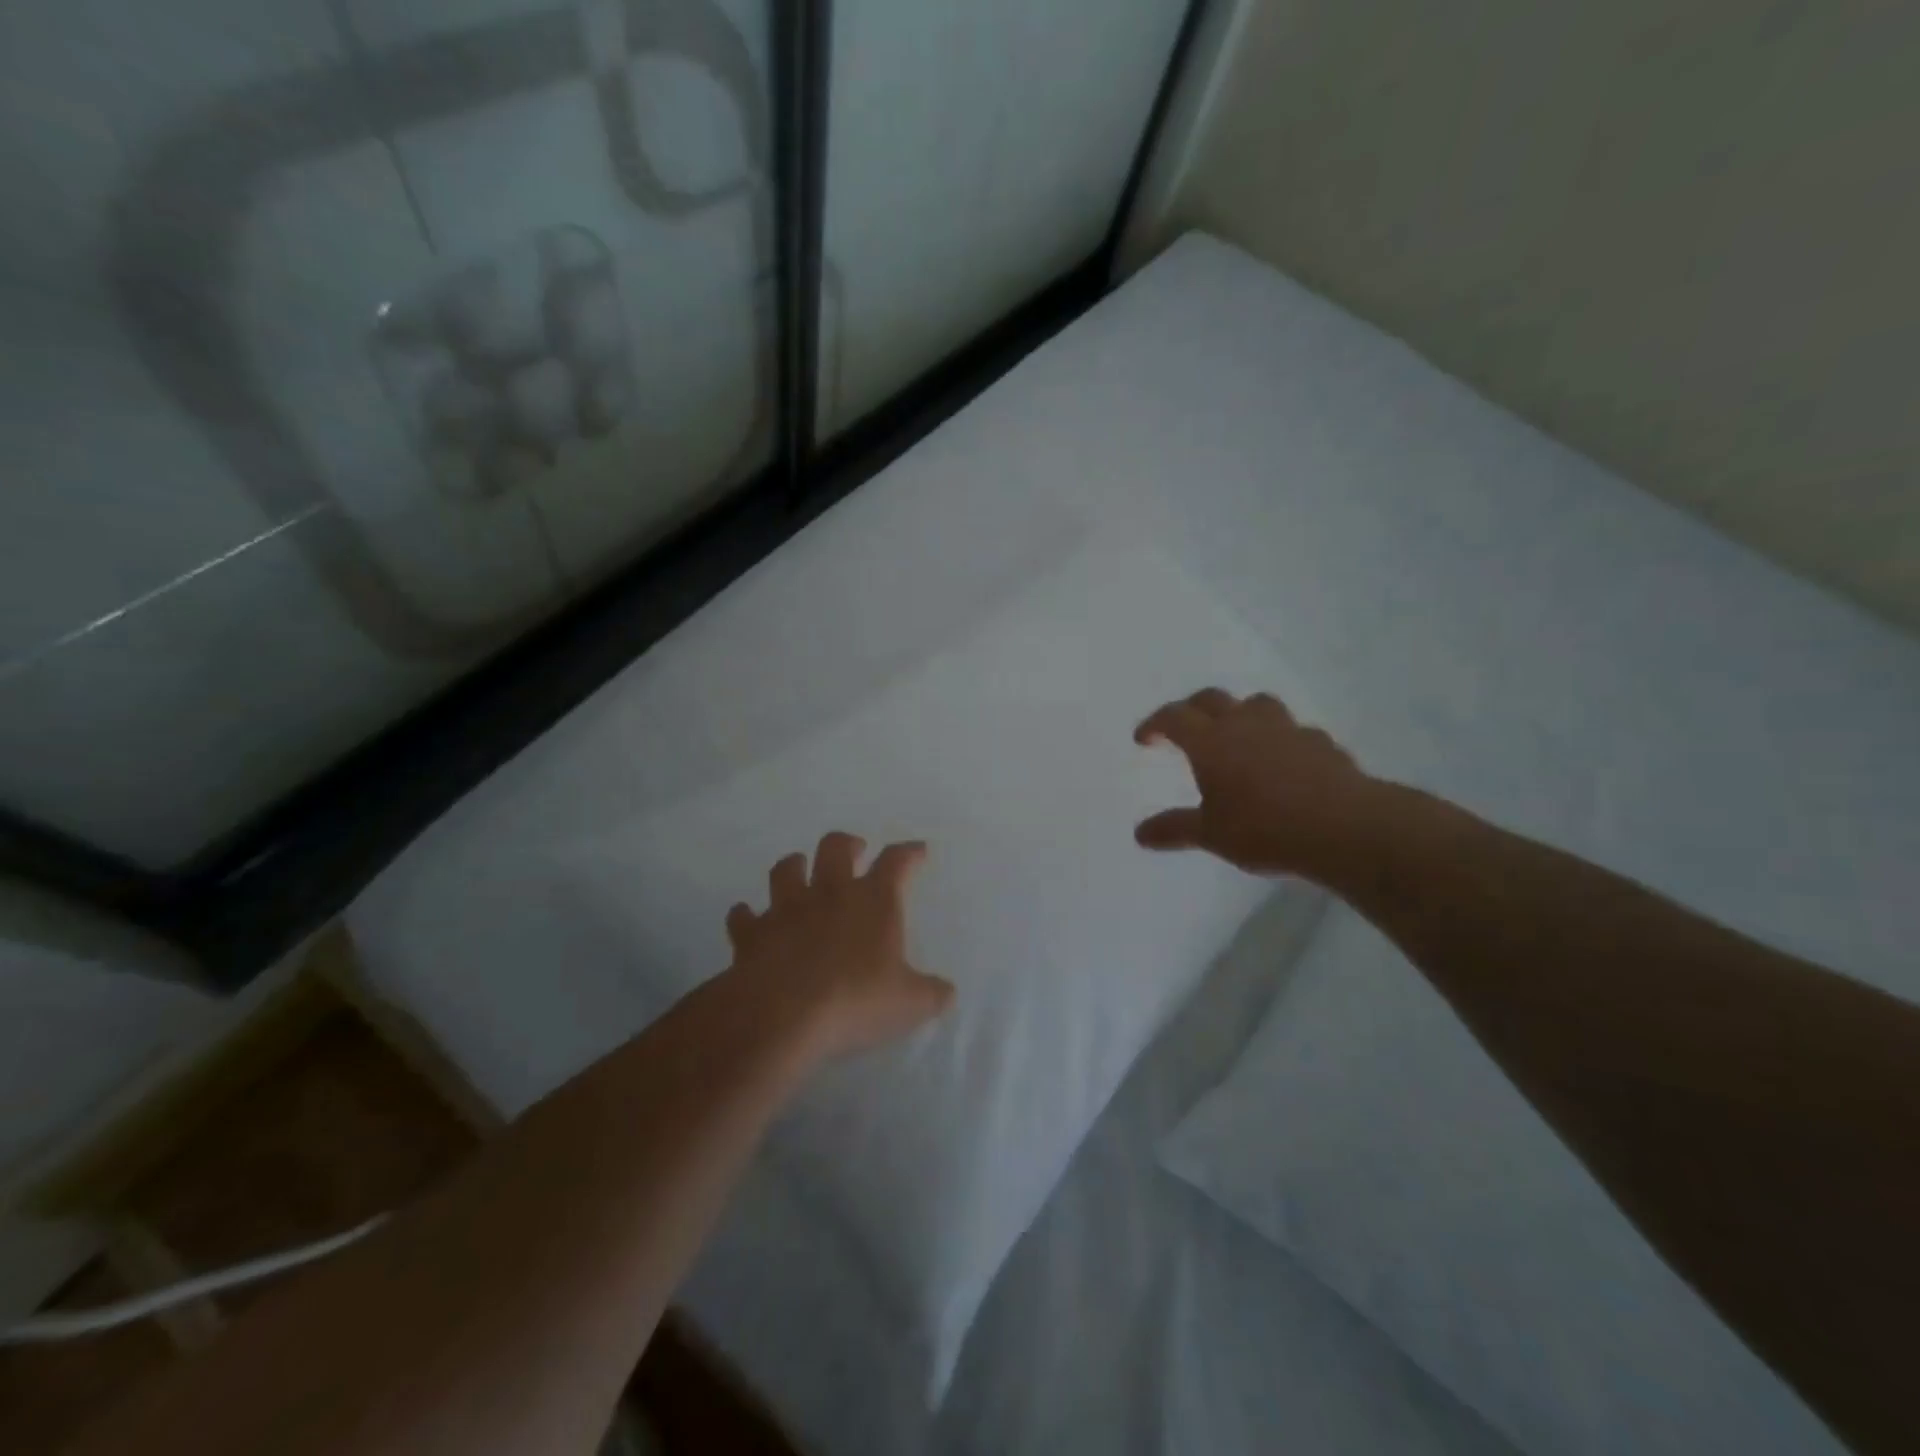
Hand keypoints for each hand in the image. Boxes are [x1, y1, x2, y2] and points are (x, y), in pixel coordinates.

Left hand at [722, 833, 954, 1060]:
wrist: (782, 1014)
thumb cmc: (856, 1001)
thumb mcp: (909, 1004)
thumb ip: (932, 994)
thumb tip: (947, 992)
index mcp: (873, 900)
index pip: (896, 862)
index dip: (909, 853)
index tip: (917, 850)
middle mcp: (829, 893)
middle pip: (835, 847)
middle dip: (848, 844)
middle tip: (855, 851)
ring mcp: (786, 909)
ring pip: (787, 870)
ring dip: (794, 867)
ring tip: (800, 871)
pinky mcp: (752, 934)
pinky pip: (744, 916)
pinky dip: (746, 915)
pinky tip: (747, 918)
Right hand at [1133, 689, 1384, 880]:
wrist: (1344, 827)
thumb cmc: (1264, 828)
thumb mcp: (1211, 835)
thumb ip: (1174, 829)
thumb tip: (1140, 834)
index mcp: (1211, 742)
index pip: (1174, 717)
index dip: (1155, 723)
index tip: (1144, 739)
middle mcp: (1246, 725)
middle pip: (1211, 699)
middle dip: (1191, 709)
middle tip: (1183, 728)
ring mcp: (1287, 730)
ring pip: (1257, 704)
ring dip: (1240, 713)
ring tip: (1237, 736)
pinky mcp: (1321, 743)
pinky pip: (1294, 732)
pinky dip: (1280, 740)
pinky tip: (1284, 763)